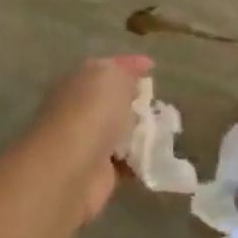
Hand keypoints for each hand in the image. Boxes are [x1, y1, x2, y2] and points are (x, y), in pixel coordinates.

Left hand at [25, 55, 151, 222]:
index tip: (152, 67)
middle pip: (113, 101)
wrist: (70, 170)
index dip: (130, 64)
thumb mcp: (113, 77)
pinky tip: (159, 155)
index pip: (107, 67)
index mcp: (79, 81)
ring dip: (142, 131)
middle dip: (137, 101)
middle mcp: (80, 109)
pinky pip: (127, 161)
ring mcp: (87, 141)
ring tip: (167, 129)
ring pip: (121, 131)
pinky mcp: (98, 172)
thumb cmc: (91, 113)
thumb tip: (131, 80)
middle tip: (161, 102)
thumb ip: (125, 73)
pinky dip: (142, 159)